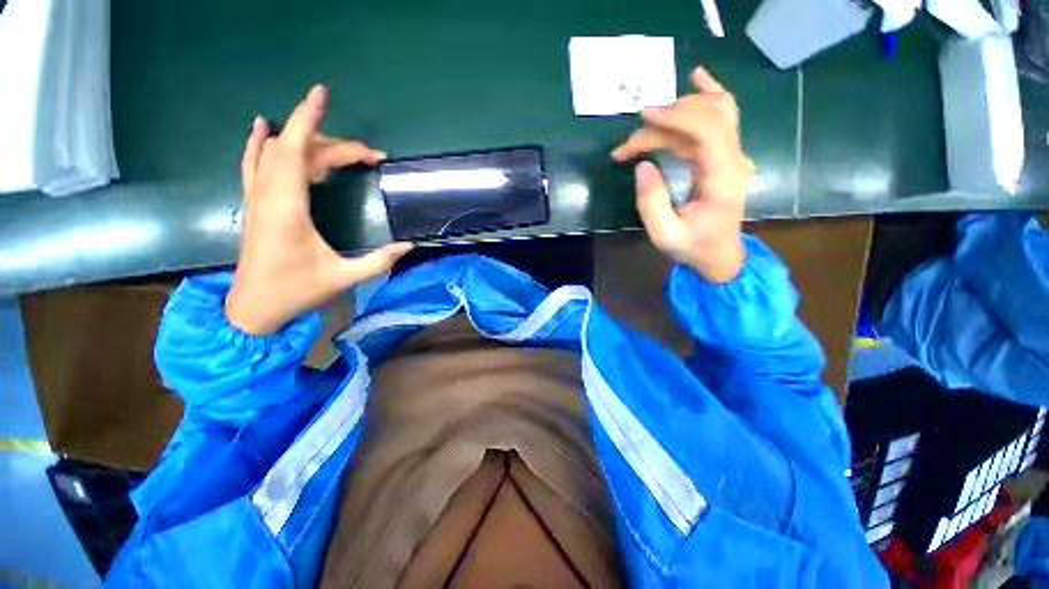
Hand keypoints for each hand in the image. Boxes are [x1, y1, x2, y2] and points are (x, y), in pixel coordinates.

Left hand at [225, 85, 412, 335]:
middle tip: (370, 157)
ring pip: (276, 152)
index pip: (295, 150)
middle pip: (296, 149)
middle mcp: (268, 194)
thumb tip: (409, 246)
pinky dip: (262, 143)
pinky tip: (263, 128)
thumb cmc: (296, 292)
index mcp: (287, 207)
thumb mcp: (343, 278)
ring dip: (308, 142)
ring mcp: (257, 197)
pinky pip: (255, 162)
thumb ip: (379, 261)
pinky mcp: (255, 204)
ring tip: (340, 149)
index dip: (308, 118)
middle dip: (335, 145)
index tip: (322, 93)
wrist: (253, 308)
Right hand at [612, 67, 755, 282]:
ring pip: (714, 110)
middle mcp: (734, 159)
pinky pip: (722, 115)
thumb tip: (642, 165)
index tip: (643, 117)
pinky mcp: (726, 154)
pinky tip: (696, 76)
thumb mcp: (664, 235)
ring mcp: (734, 154)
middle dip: (663, 123)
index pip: (708, 131)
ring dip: (676, 112)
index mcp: (723, 179)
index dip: (676, 118)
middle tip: (629, 147)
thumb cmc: (692, 247)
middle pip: (706, 117)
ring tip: (645, 126)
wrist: (720, 254)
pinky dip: (707, 94)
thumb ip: (652, 202)